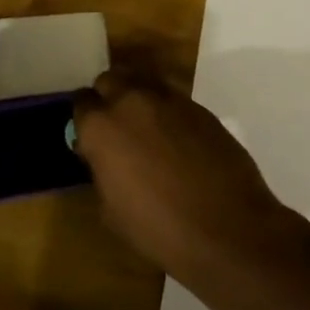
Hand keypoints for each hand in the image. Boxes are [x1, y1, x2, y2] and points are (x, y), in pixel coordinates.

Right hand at [71, 69, 291, 273]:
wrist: (227, 229)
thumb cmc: (159, 229)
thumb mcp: (111, 210)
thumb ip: (102, 171)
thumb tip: (104, 158)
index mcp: (102, 127)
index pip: (81, 103)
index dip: (85, 121)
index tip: (91, 138)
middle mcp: (132, 101)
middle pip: (110, 80)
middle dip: (109, 98)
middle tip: (117, 127)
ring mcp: (169, 99)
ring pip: (143, 81)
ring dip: (138, 98)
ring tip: (147, 129)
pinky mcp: (199, 107)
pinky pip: (173, 98)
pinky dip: (168, 112)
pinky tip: (177, 139)